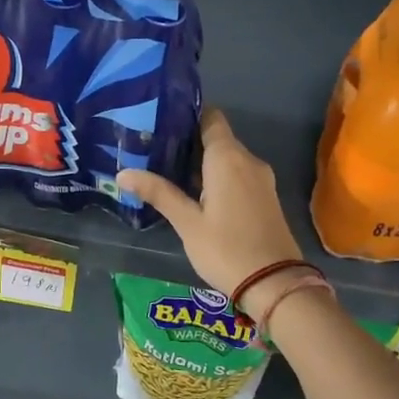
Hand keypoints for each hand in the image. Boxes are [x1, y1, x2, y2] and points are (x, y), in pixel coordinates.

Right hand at [118, 108, 303, 298]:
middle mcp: (248, 160)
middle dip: (188, 141)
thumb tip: (122, 173)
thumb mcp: (187, 223)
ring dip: (202, 161)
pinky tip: (194, 193)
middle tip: (153, 149)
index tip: (160, 121)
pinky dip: (217, 176)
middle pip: (217, 137)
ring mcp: (260, 179)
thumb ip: (158, 193)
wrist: (275, 284)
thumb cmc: (226, 249)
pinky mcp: (265, 197)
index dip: (187, 115)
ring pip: (227, 158)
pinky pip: (237, 174)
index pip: (211, 117)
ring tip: (167, 170)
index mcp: (228, 158)